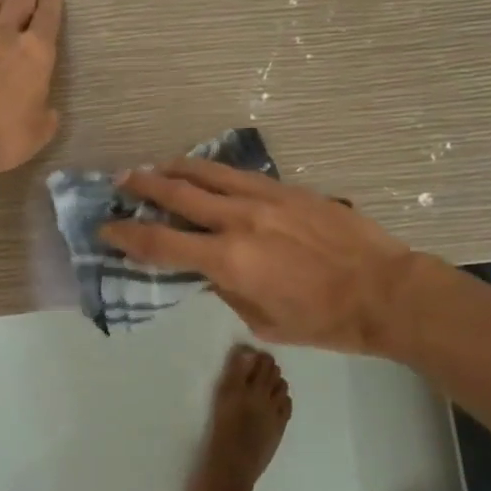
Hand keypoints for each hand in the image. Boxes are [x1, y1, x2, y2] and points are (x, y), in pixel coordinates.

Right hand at [101, 160, 414, 352]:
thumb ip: (228, 292)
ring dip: (174, 169)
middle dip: (142, 187)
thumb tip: (208, 272)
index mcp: (229, 261)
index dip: (127, 237)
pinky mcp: (287, 189)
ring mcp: (264, 198)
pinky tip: (206, 173)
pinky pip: (239, 175)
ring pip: (207, 173)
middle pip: (177, 194)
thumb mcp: (264, 323)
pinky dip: (213, 172)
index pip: (162, 245)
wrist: (384, 290)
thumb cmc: (323, 321)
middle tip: (121, 182)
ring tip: (155, 167)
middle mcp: (239, 220)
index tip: (107, 230)